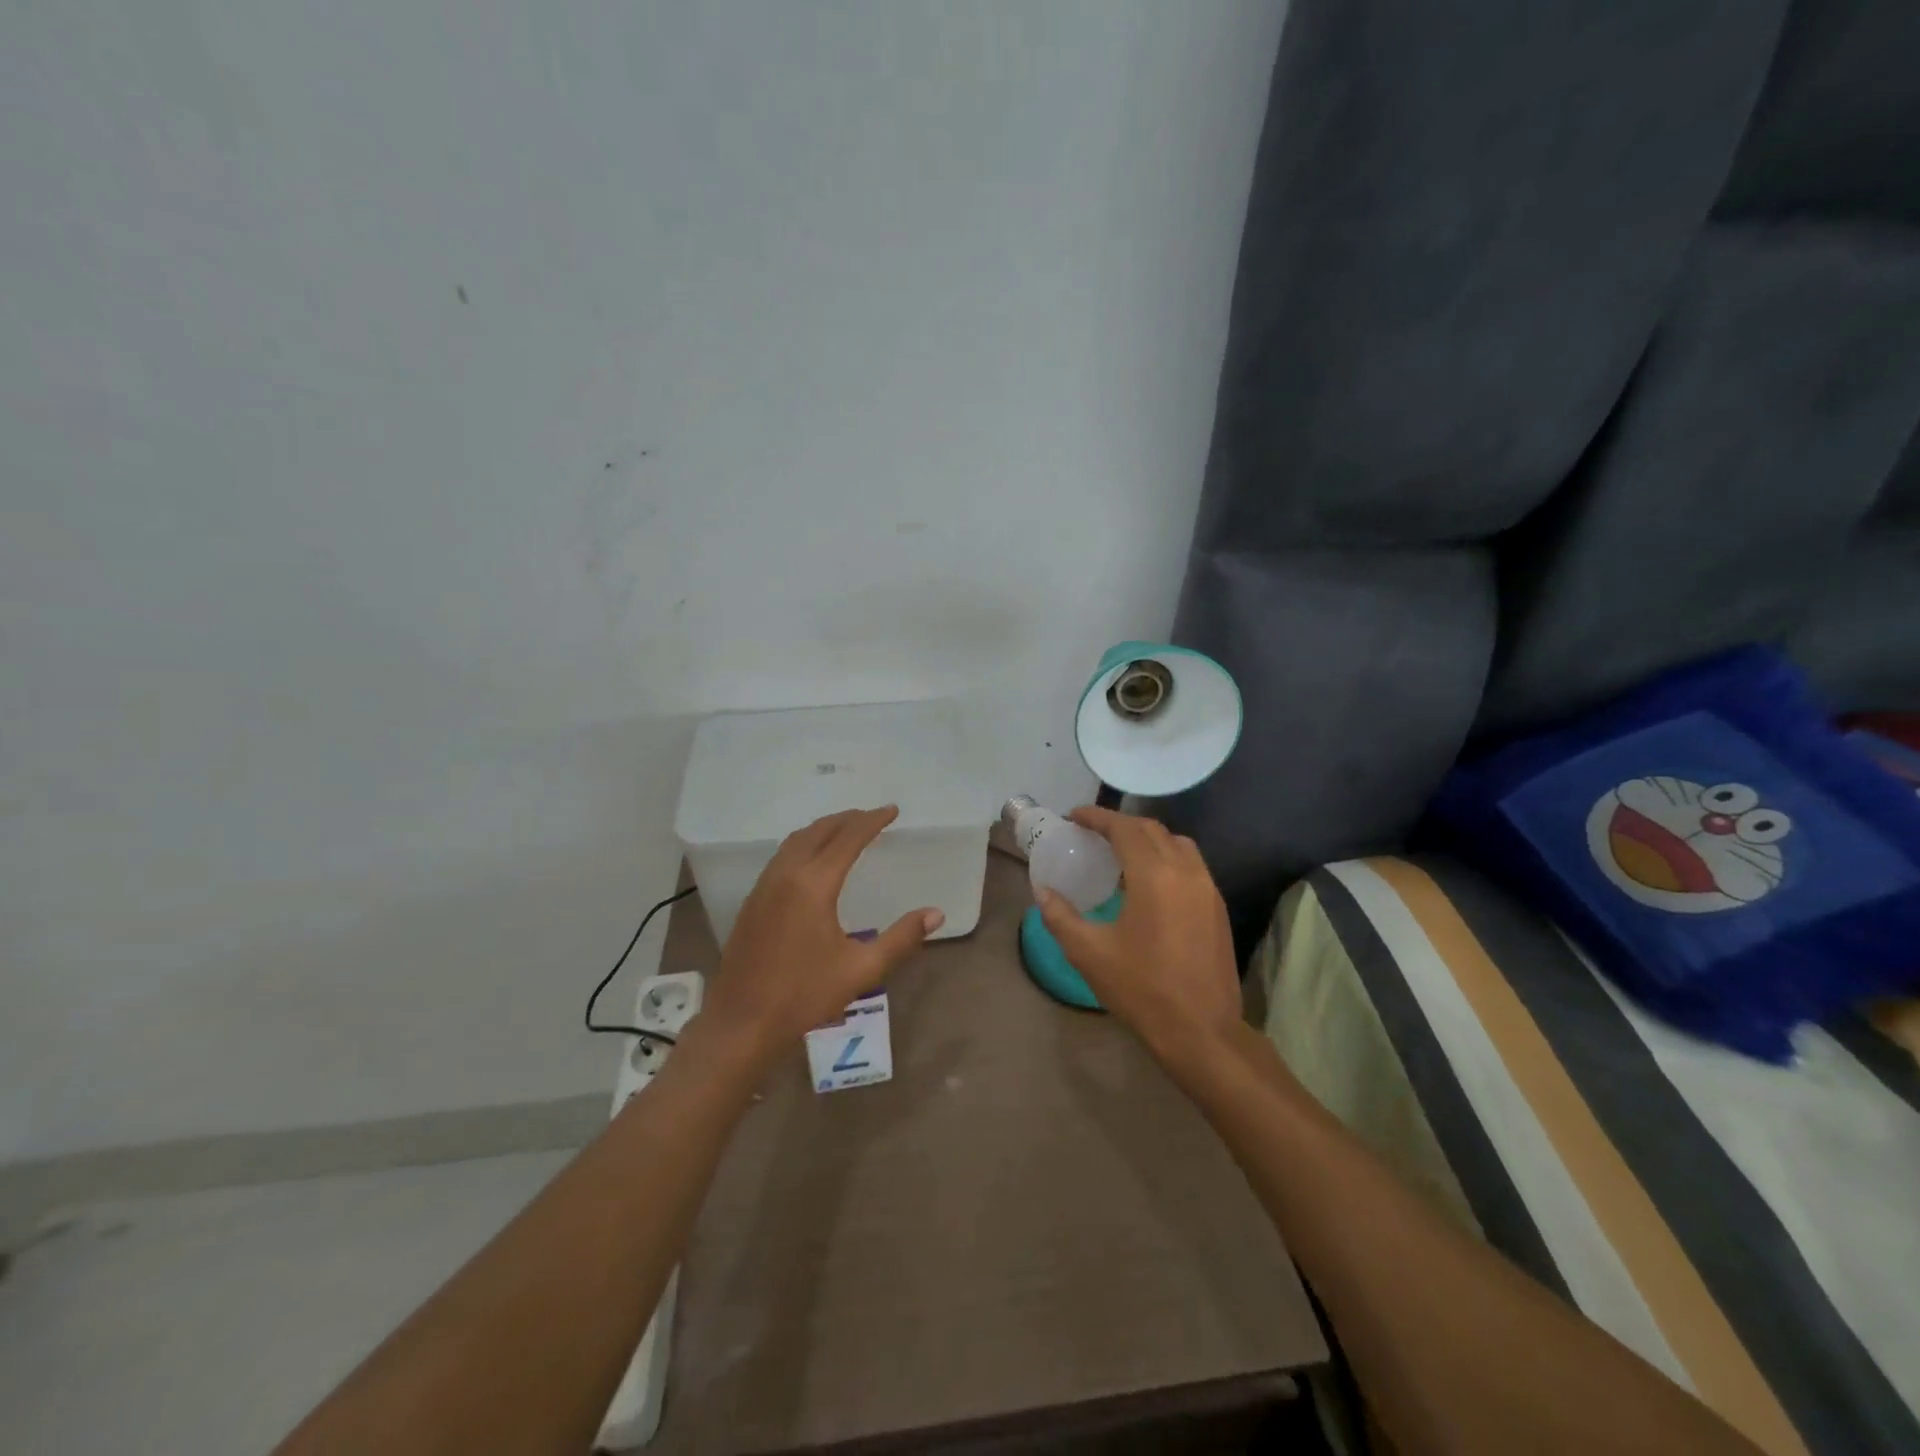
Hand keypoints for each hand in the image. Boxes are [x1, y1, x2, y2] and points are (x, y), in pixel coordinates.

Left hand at [696, 806, 943, 1066]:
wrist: (740, 1023)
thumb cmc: (803, 996)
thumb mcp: (861, 970)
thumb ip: (901, 939)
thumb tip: (935, 914)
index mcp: (813, 884)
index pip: (848, 838)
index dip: (872, 821)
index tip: (892, 810)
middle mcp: (786, 874)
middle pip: (819, 831)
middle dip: (848, 818)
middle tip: (873, 816)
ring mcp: (764, 885)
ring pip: (796, 840)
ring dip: (824, 828)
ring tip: (847, 829)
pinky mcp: (753, 900)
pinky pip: (782, 855)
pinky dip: (805, 843)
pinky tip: (814, 859)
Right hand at [1037, 807, 1240, 1064]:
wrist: (1203, 1032)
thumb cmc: (1142, 990)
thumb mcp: (1089, 954)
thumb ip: (1061, 916)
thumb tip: (1042, 891)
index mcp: (1154, 876)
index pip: (1124, 828)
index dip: (1097, 817)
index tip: (1074, 816)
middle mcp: (1185, 871)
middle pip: (1152, 830)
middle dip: (1120, 824)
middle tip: (1091, 833)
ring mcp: (1207, 888)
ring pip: (1176, 844)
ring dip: (1146, 839)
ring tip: (1119, 853)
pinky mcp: (1218, 907)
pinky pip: (1191, 864)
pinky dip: (1166, 858)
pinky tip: (1147, 882)